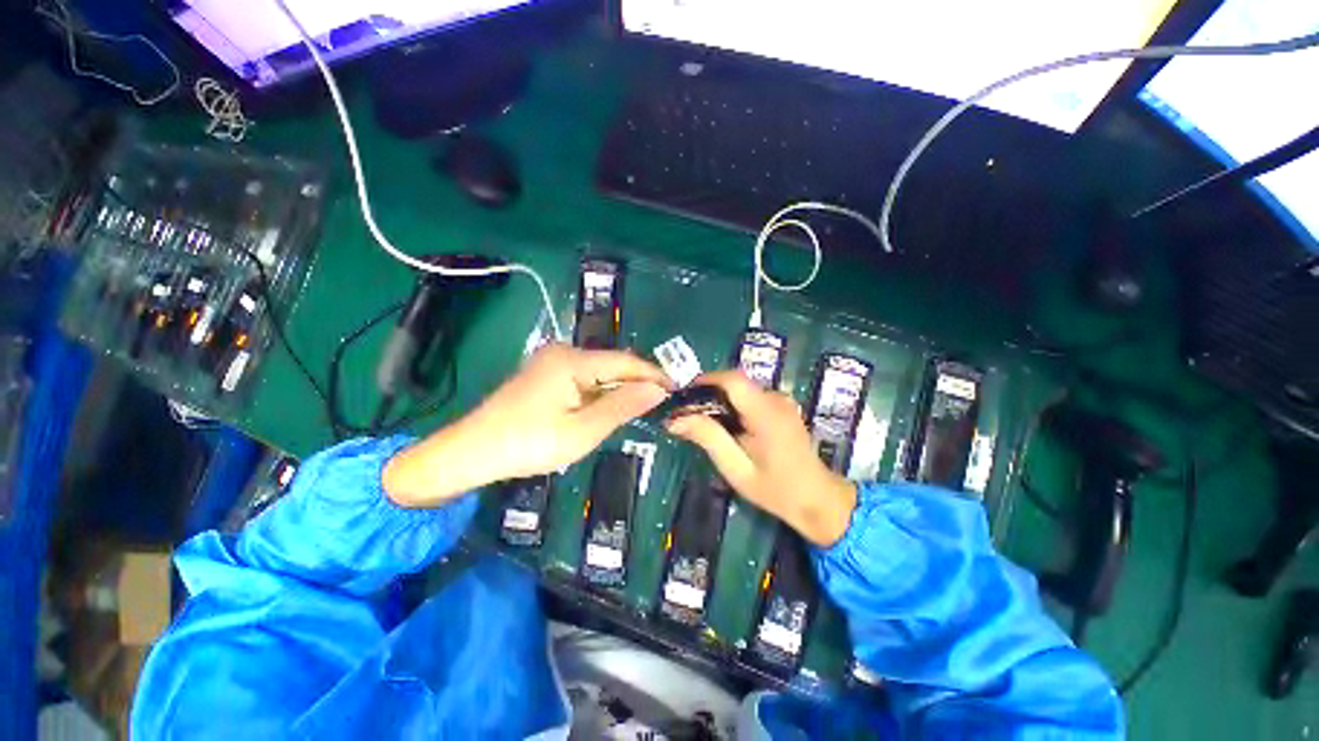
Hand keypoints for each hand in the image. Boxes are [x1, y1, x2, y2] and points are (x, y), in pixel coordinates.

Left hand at [384, 344, 671, 506]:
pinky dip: (600, 394)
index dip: (652, 375)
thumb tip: (657, 390)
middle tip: (661, 405)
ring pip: (599, 373)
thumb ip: (622, 406)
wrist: (469, 453)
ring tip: (641, 409)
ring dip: (619, 390)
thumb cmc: (528, 444)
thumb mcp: (582, 430)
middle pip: (612, 365)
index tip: (677, 389)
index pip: (625, 362)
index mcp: (572, 361)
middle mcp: (563, 352)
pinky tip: (608, 409)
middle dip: (637, 383)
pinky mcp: (544, 375)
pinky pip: (583, 380)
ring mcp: (551, 362)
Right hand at [666, 370, 855, 546]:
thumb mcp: (737, 469)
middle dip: (707, 393)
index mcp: (766, 413)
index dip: (704, 380)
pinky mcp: (780, 406)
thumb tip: (675, 419)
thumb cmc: (776, 489)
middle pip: (734, 383)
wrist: (817, 499)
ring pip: (740, 389)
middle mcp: (775, 399)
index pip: (732, 380)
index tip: (682, 396)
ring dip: (718, 400)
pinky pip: (749, 397)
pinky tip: (724, 425)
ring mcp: (780, 401)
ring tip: (700, 421)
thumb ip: (708, 439)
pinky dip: (731, 405)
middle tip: (685, 414)